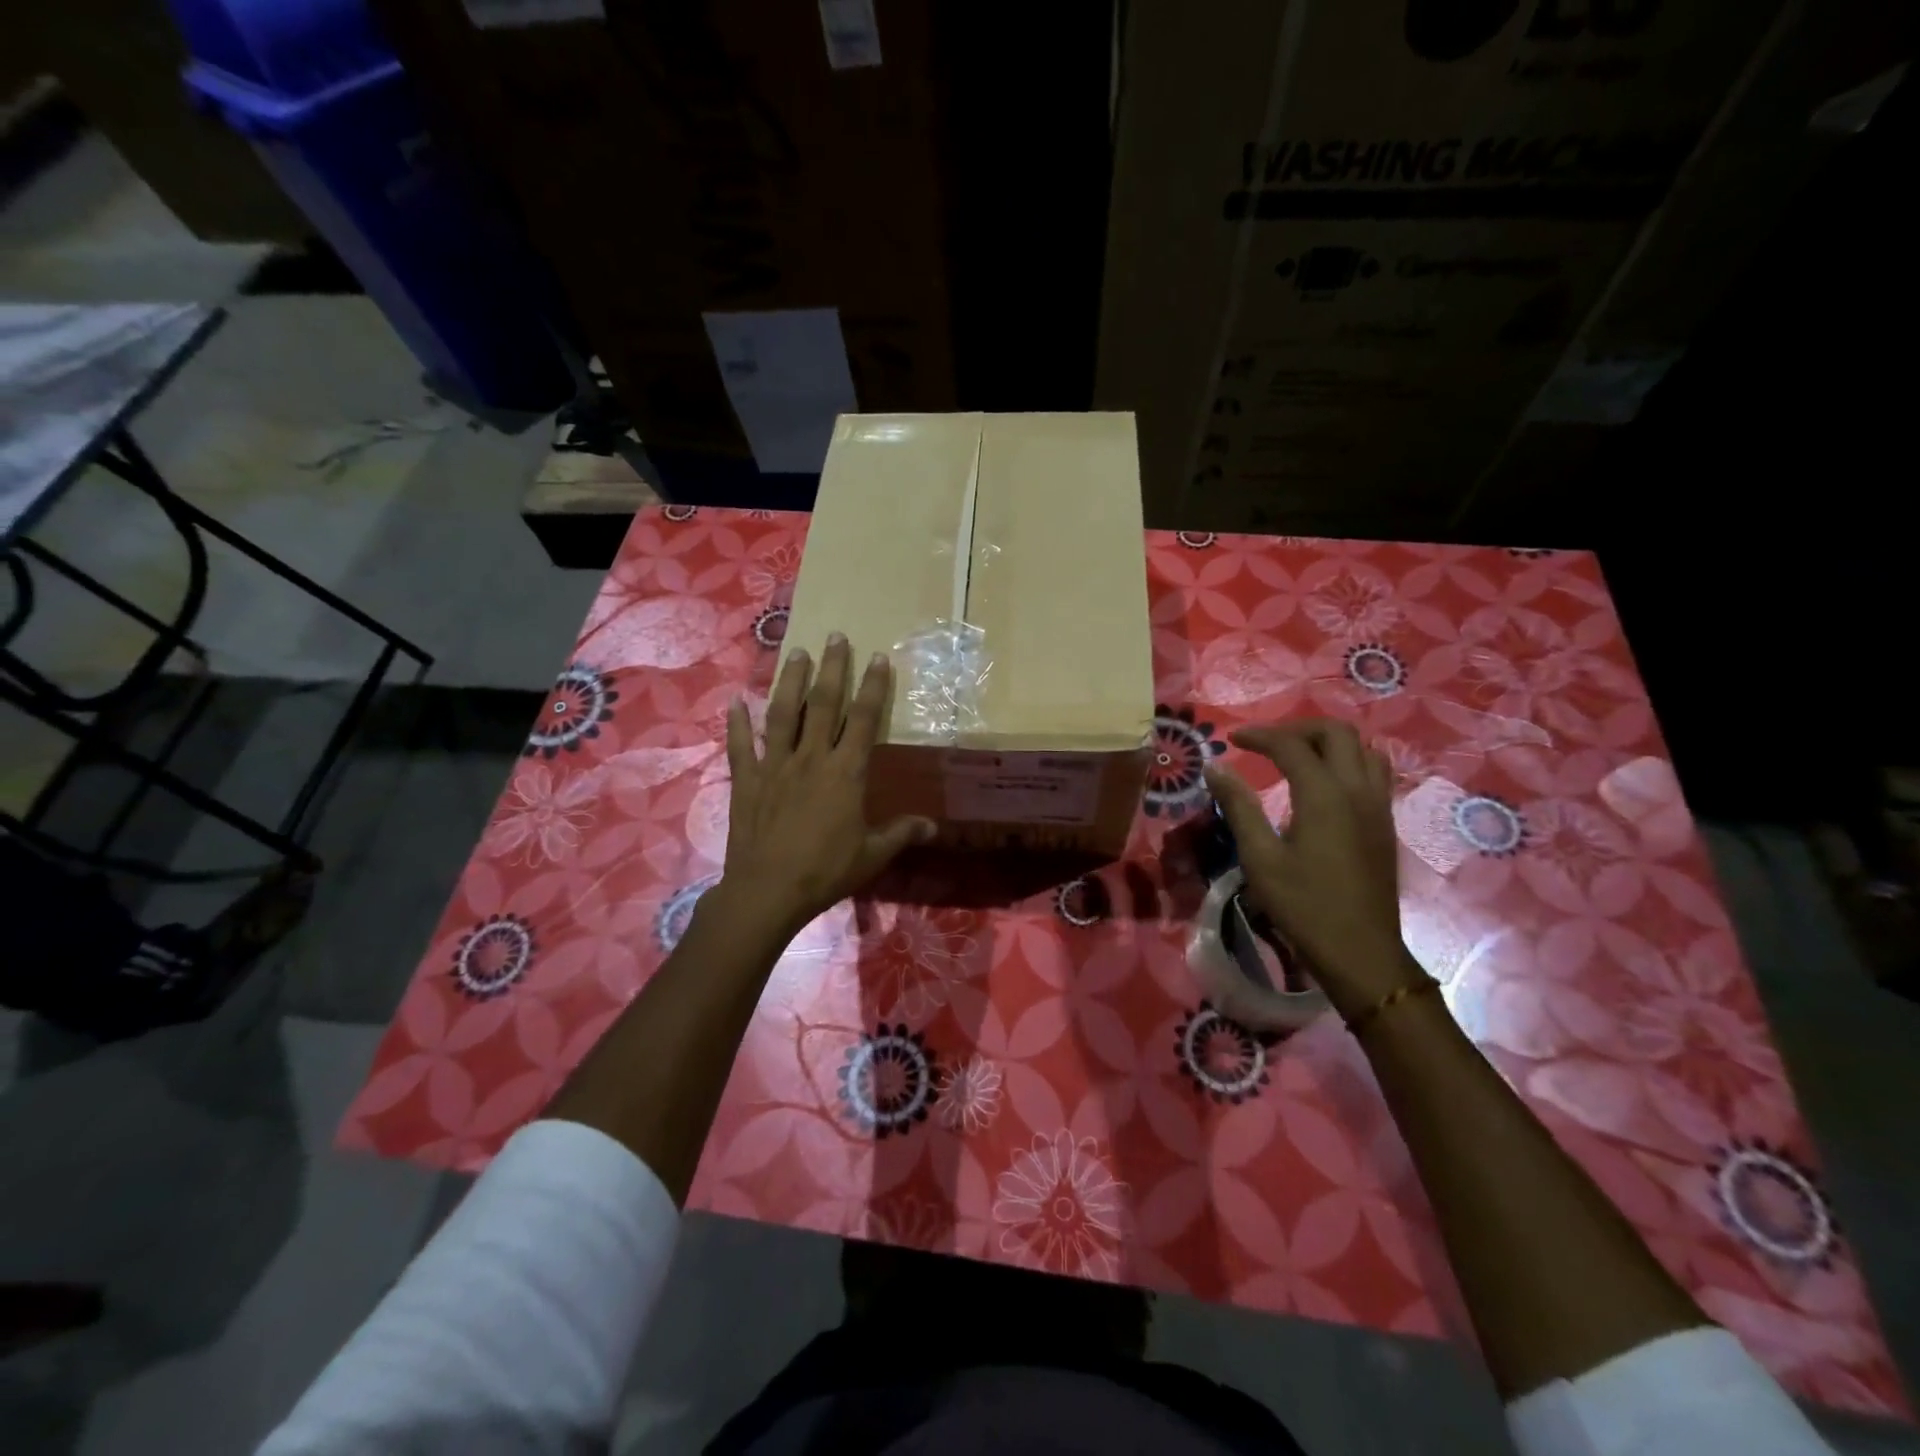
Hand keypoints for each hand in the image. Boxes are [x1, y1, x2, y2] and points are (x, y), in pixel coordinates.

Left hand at [718, 634, 935, 941]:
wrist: (768, 890)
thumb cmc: (826, 871)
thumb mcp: (872, 855)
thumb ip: (901, 834)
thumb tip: (933, 826)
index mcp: (846, 772)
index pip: (865, 720)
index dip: (874, 687)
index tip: (878, 658)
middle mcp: (811, 758)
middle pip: (823, 704)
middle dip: (832, 668)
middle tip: (835, 636)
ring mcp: (775, 765)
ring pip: (782, 713)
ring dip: (789, 681)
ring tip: (795, 652)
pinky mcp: (746, 779)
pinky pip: (741, 745)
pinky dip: (736, 722)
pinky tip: (734, 702)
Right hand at [1204, 718, 1422, 1018]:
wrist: (1360, 951)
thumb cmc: (1303, 905)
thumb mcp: (1260, 857)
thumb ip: (1238, 806)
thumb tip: (1215, 767)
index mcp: (1324, 795)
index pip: (1291, 745)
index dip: (1258, 735)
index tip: (1230, 740)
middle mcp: (1357, 789)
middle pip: (1336, 733)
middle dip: (1298, 728)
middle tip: (1266, 743)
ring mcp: (1378, 805)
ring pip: (1363, 749)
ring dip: (1328, 742)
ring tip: (1297, 757)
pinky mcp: (1385, 823)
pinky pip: (1374, 772)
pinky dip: (1347, 762)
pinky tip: (1324, 785)